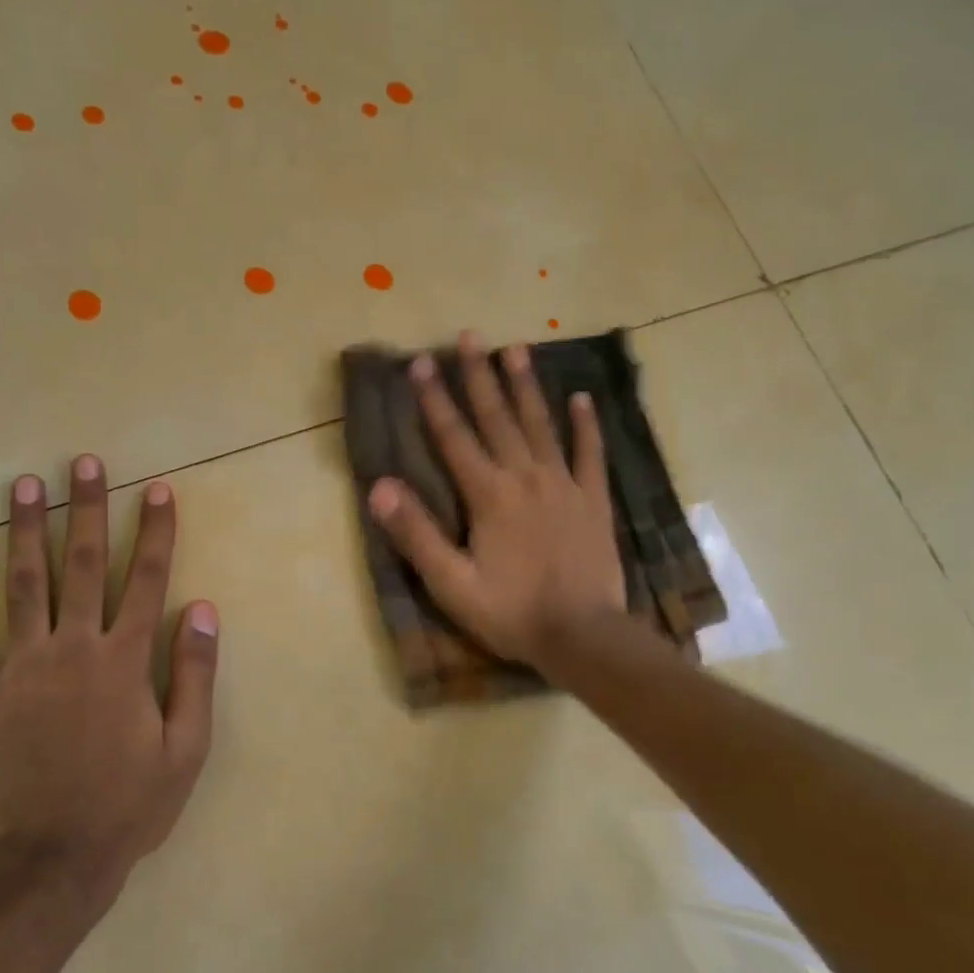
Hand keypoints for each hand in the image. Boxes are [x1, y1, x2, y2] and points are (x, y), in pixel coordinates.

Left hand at [0, 455, 218, 907]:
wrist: (54, 859)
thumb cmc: (130, 803)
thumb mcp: (187, 747)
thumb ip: (196, 674)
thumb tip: (202, 608)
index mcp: (125, 661)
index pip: (147, 581)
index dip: (155, 533)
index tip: (157, 490)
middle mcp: (74, 649)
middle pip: (84, 565)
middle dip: (88, 510)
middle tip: (85, 463)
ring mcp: (21, 668)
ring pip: (23, 584)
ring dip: (24, 530)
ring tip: (24, 485)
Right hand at [368, 331, 625, 672]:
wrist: (583, 636)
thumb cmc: (510, 612)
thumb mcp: (451, 583)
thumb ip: (416, 534)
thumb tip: (380, 486)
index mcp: (488, 495)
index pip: (454, 437)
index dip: (434, 399)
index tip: (420, 362)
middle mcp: (525, 477)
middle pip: (498, 418)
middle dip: (479, 376)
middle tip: (470, 336)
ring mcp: (564, 485)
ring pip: (541, 425)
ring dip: (526, 386)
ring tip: (516, 348)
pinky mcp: (594, 500)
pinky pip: (590, 454)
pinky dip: (585, 425)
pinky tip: (582, 398)